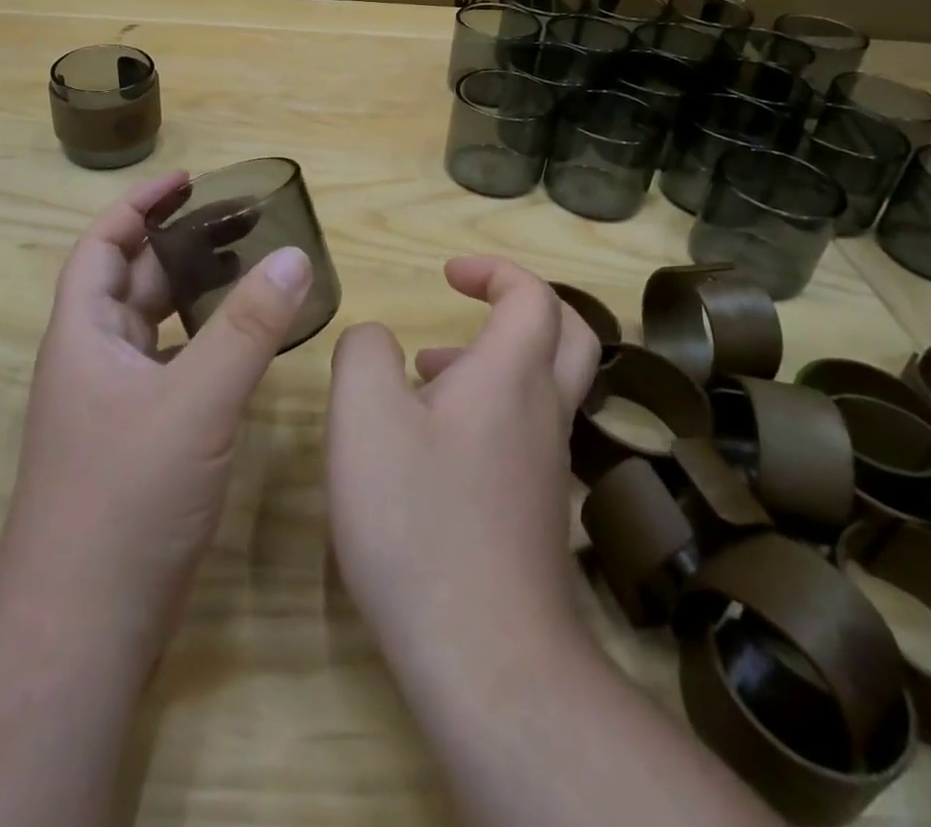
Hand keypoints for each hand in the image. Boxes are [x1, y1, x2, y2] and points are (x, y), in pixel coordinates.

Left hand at [0, 170, 313, 665]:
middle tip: (242, 223)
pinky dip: (205, 346)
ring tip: (251, 271)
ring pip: (156, 328)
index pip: (102, 246)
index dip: (139, 206)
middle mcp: (94, 362)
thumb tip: (296, 257)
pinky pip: (174, 370)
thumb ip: (248, 328)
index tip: (188, 181)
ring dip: (195, 296)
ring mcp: (115, 406)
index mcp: (85, 336)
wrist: (83, 625)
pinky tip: (246, 347)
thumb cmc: (127, 496)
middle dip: (181, 246)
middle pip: (134, 282)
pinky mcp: (140, 442)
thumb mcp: (196, 401)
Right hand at [325, 257, 600, 675]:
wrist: (486, 658)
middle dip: (521, 303)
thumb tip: (374, 340)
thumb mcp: (363, 417)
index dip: (495, 271)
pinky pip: (524, 433)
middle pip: (568, 334)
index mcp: (511, 375)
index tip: (449, 274)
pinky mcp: (537, 512)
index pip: (533, 296)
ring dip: (495, 360)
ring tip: (425, 374)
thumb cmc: (419, 519)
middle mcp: (542, 412)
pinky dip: (488, 411)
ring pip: (543, 386)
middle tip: (471, 301)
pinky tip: (432, 446)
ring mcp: (547, 467)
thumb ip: (362, 354)